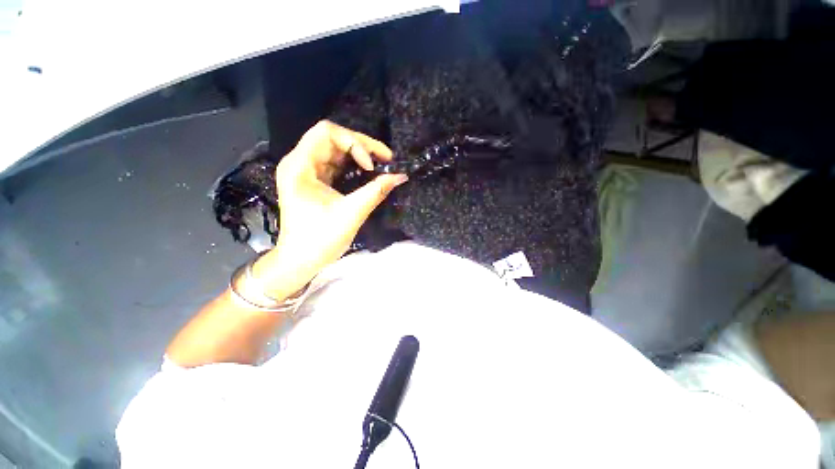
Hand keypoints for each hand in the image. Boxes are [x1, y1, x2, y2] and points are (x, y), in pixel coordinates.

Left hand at [252, 121, 407, 297]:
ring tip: (382, 164)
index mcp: (300, 166)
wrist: (300, 261)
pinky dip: (355, 166)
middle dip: (362, 145)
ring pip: (337, 150)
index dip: (354, 143)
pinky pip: (337, 165)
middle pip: (333, 138)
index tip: (370, 167)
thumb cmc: (319, 239)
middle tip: (387, 159)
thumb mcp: (350, 213)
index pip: (327, 132)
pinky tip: (370, 173)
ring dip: (361, 154)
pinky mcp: (315, 182)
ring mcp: (307, 172)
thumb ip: (376, 191)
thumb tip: (400, 176)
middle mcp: (300, 163)